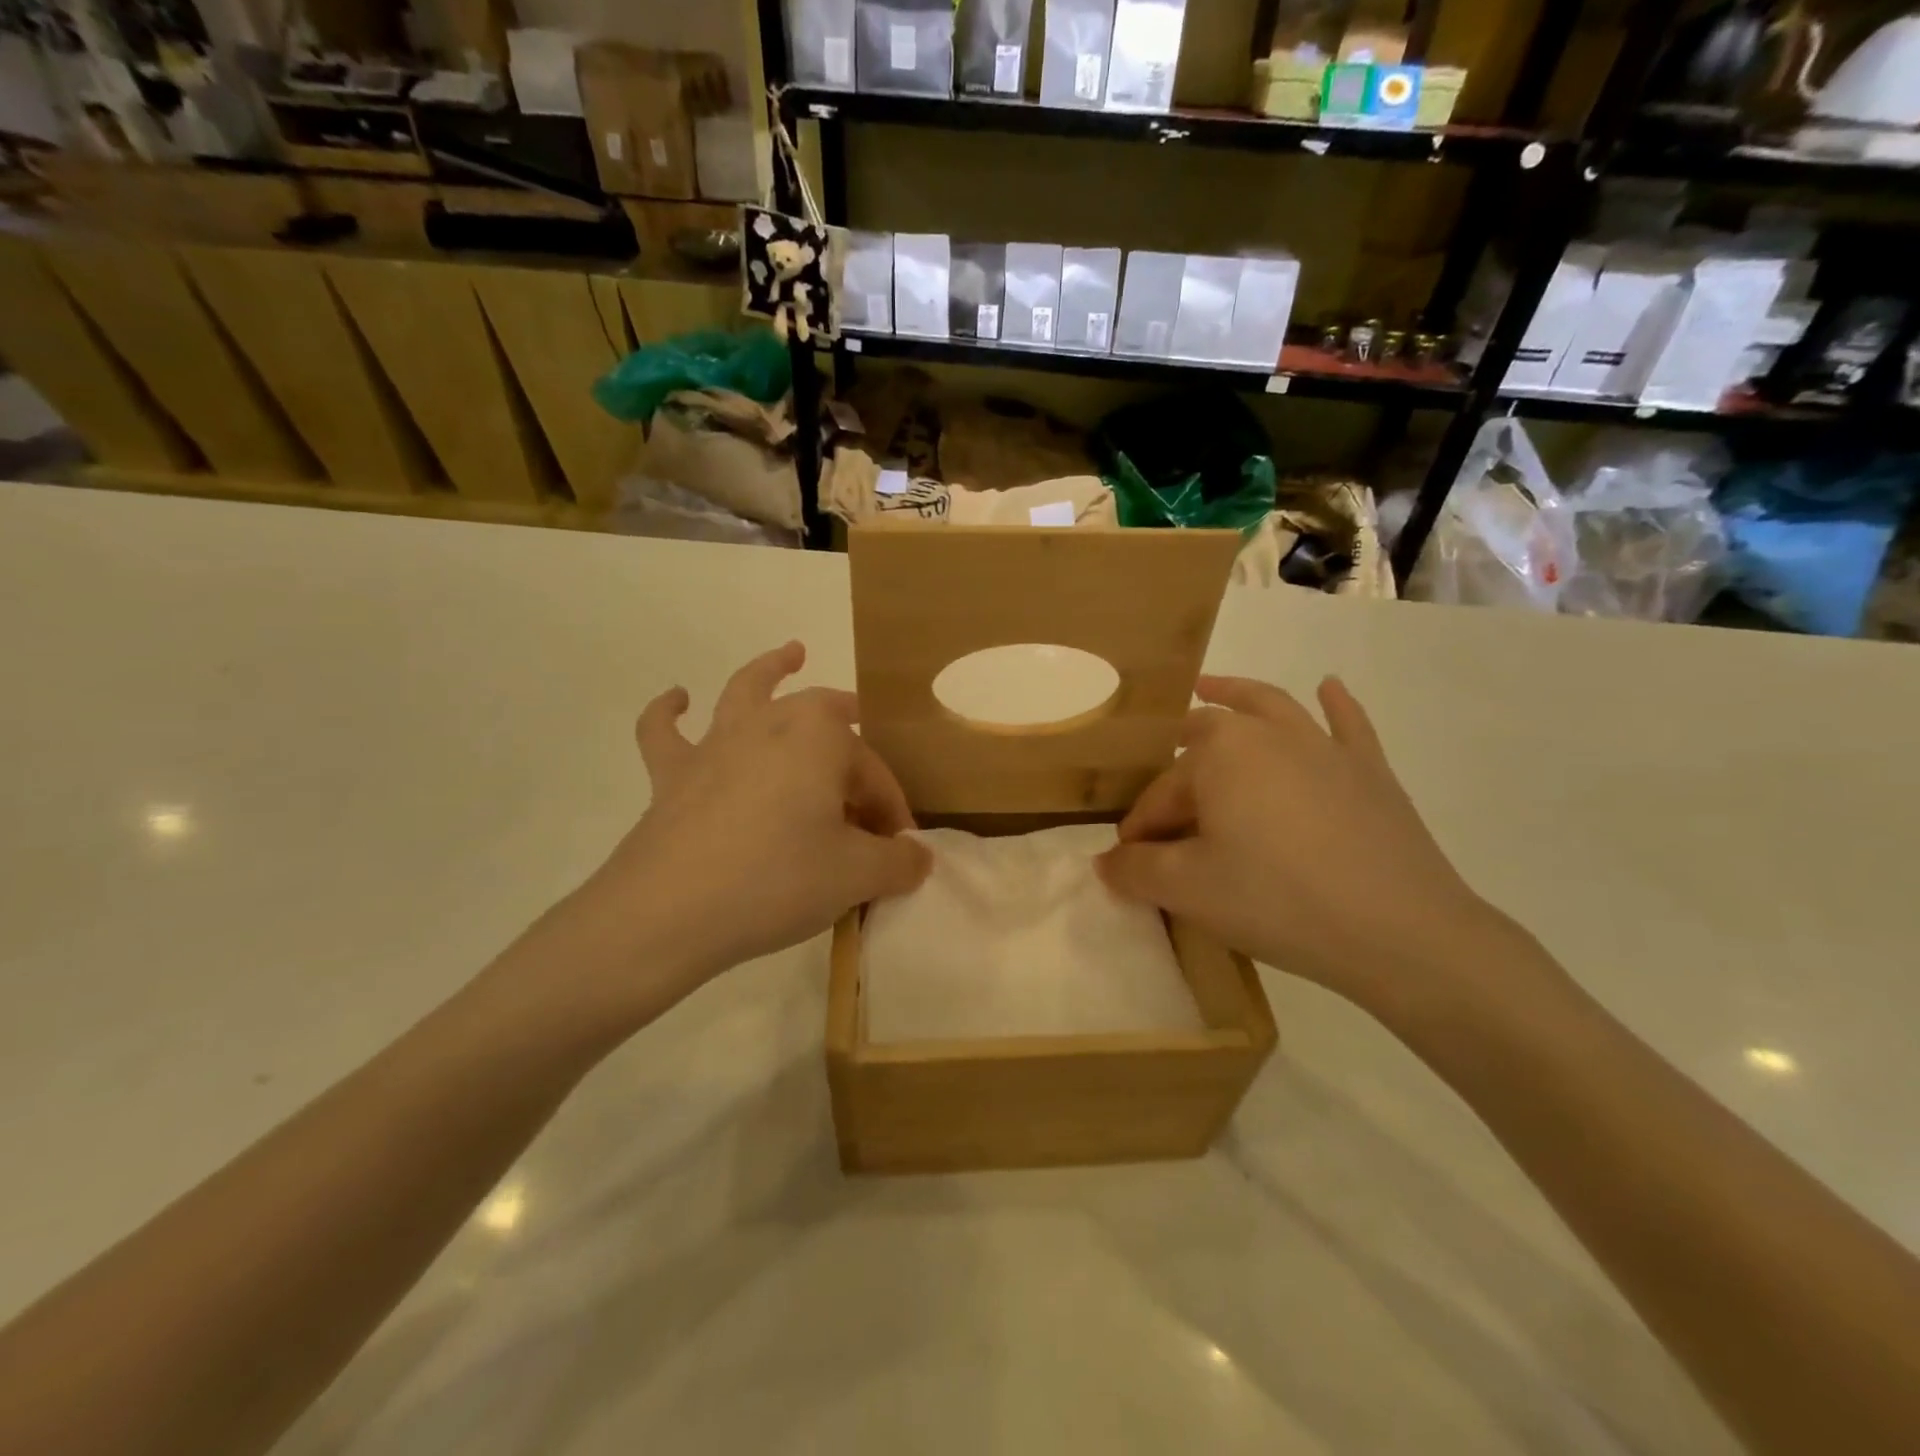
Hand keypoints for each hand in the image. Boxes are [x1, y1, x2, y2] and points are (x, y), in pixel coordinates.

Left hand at [526, 643, 930, 1027]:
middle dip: (853, 747)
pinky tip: (677, 699)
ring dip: (772, 670)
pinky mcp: (671, 774)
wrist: (669, 912)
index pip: (872, 771)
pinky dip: (669, 711)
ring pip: (748, 691)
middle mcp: (769, 723)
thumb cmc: (777, 880)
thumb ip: (899, 863)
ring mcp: (715, 743)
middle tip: (869, 777)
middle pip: (824, 723)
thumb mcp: (857, 876)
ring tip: (791, 653)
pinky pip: (665, 731)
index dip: (891, 810)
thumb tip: (918, 858)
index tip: (898, 851)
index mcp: (820, 735)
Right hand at [1096, 676, 1506, 1020]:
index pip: (1162, 791)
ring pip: (1270, 707)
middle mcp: (1267, 733)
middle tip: (1161, 789)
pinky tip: (1330, 687)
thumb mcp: (1187, 890)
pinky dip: (1335, 705)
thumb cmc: (1277, 900)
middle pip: (1206, 738)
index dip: (1141, 828)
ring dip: (1236, 694)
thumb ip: (1134, 870)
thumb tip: (1106, 862)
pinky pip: (1347, 725)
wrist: (1398, 930)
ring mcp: (1323, 746)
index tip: (1133, 863)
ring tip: (1210, 687)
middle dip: (1177, 758)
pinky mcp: (1368, 770)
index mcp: (1218, 753)